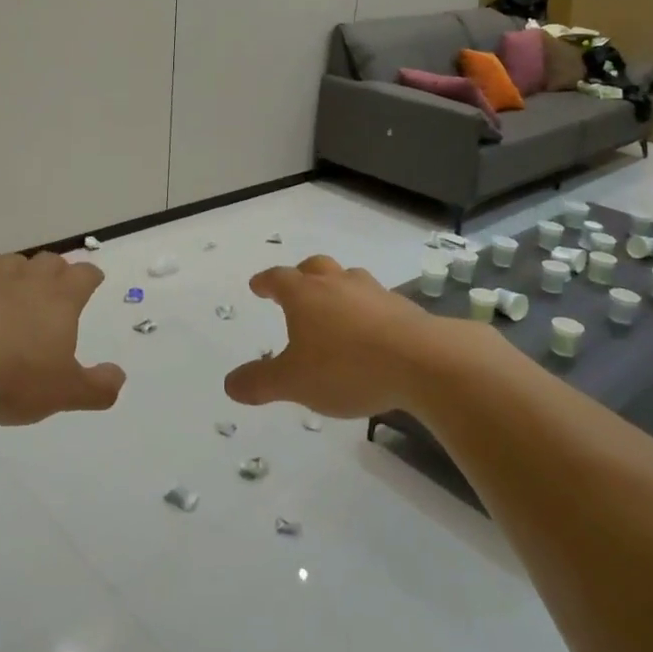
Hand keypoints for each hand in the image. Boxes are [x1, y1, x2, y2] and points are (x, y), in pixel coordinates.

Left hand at [0, 252, 125, 424]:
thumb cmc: (11, 376)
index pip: (84, 275)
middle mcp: (26, 280)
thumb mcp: (63, 393)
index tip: (93, 282)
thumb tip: (119, 377)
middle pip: (48, 261)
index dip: (91, 277)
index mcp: (59, 299)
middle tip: (55, 288)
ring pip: (9, 263)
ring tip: (12, 292)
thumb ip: (96, 387)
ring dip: (15, 274)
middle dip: (55, 271)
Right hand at [224, 255, 451, 417]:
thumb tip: (229, 384)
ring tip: (336, 307)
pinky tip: (371, 331)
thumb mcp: (294, 383)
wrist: (423, 362)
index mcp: (305, 295)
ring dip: (338, 288)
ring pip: (349, 279)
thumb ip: (260, 382)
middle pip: (315, 267)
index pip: (278, 279)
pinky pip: (377, 301)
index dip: (265, 282)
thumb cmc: (347, 367)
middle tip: (296, 287)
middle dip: (302, 275)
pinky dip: (367, 310)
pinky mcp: (404, 308)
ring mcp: (374, 293)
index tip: (257, 285)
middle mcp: (337, 284)